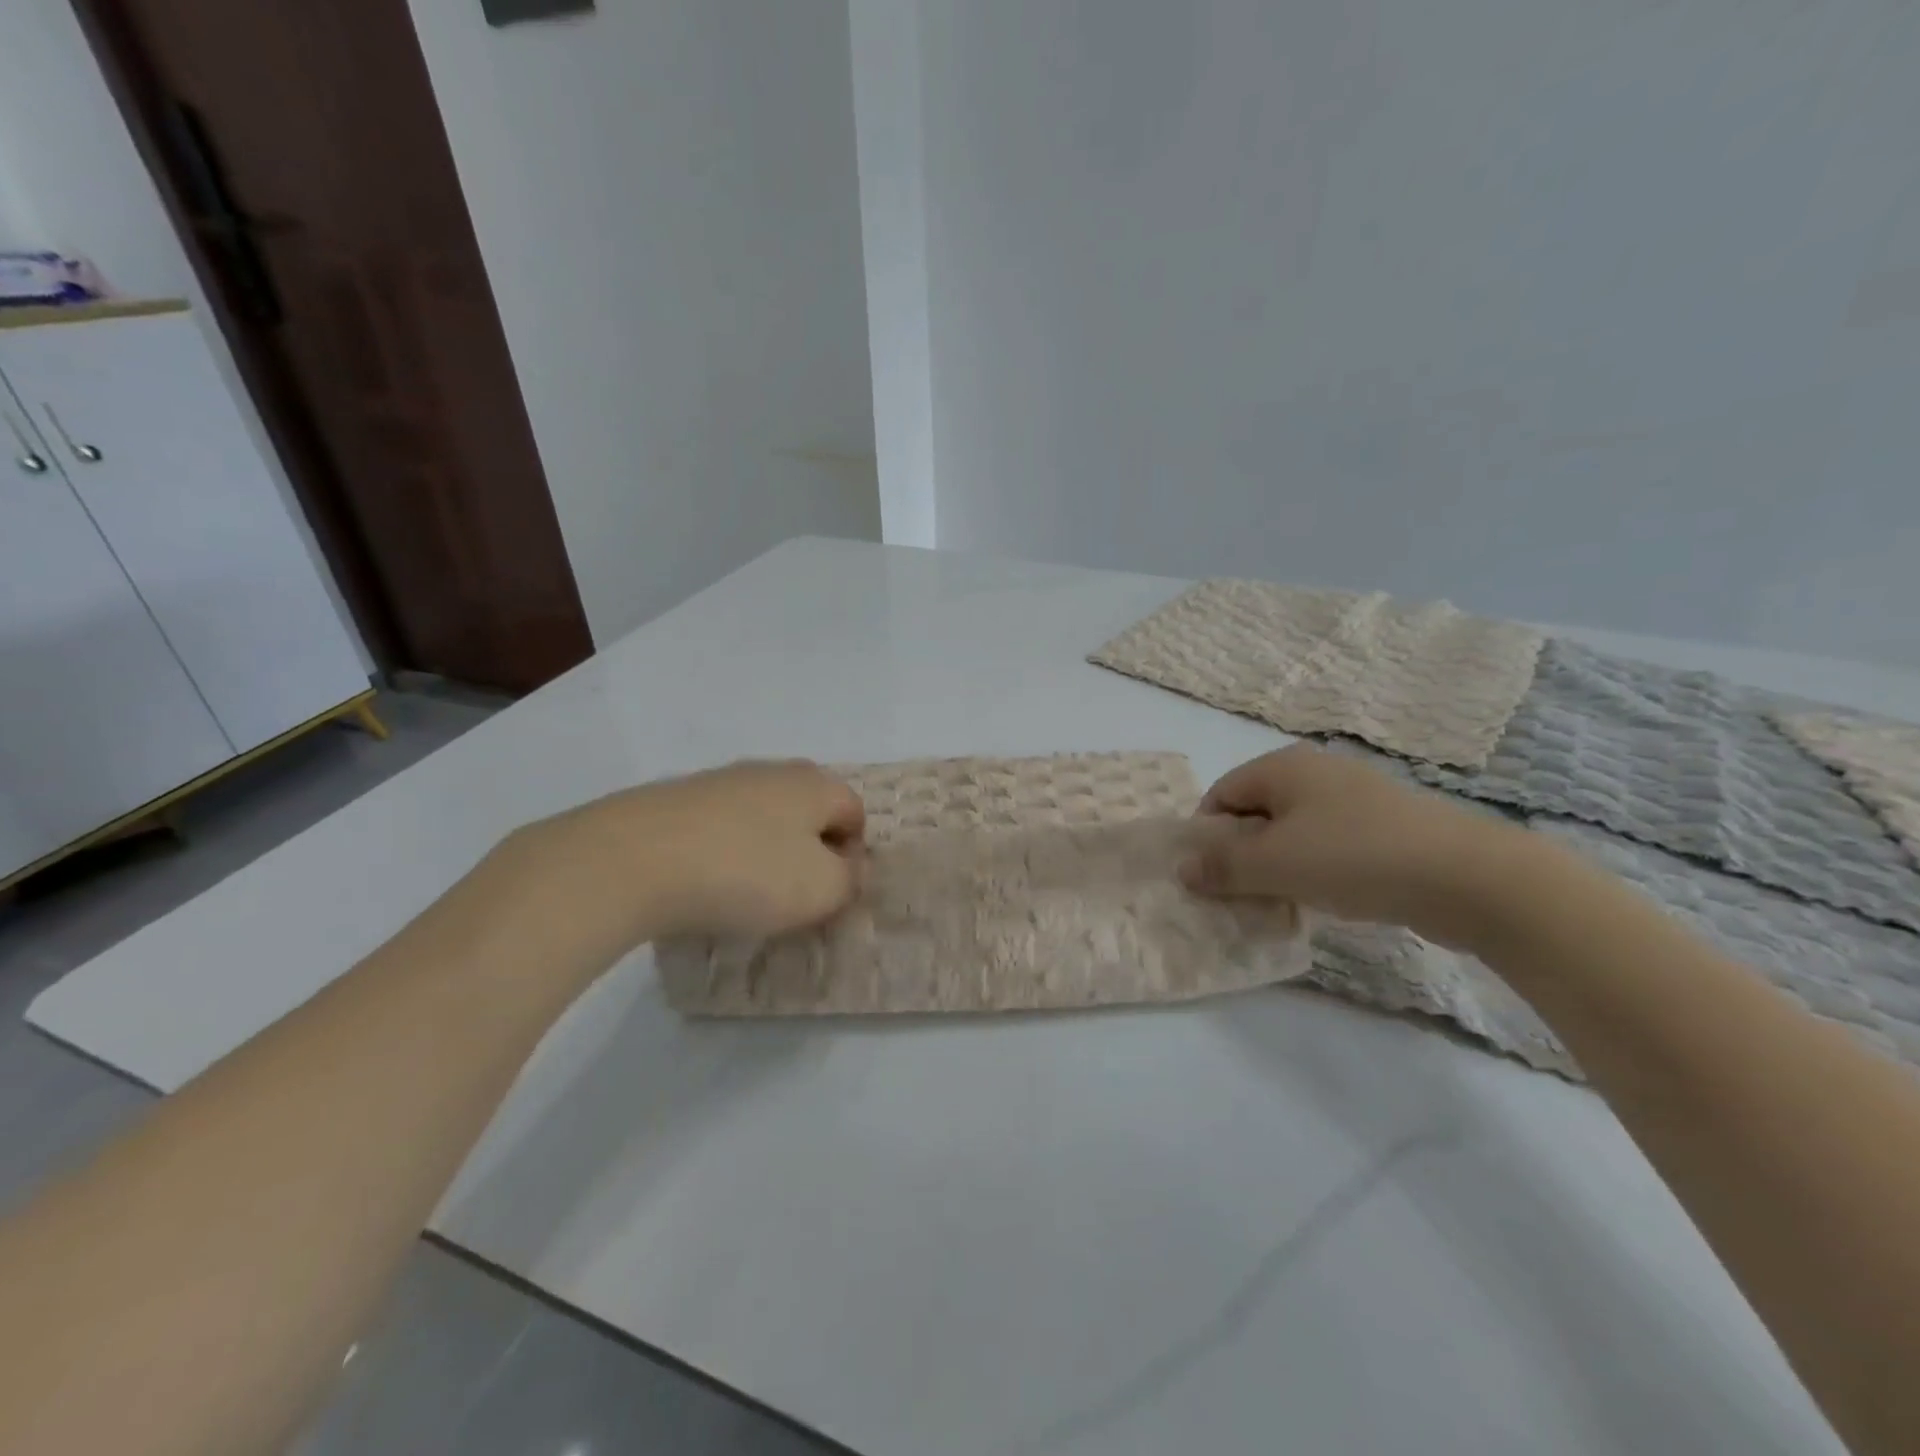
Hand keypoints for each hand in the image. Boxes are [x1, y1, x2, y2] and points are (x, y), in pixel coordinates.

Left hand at [491, 760, 865, 963]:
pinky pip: (718, 827)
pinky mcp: (675, 798)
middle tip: (791, 897)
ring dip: (764, 853)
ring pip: (761, 818)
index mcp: (814, 783)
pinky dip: (721, 852)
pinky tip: (701, 884)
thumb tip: (849, 866)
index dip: (853, 856)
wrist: (631, 859)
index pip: (855, 813)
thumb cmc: (745, 873)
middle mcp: (771, 771)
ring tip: (742, 895)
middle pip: (808, 812)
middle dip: (808, 853)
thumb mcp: (820, 890)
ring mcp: (719, 780)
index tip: (829, 894)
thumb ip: (851, 880)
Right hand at [1181, 744, 1529, 948]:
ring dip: (1279, 866)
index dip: (1208, 836)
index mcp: (1283, 766)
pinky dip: (1317, 870)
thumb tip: (1182, 868)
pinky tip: (1327, 899)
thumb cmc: (1354, 858)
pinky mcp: (1387, 826)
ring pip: (1294, 831)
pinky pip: (1331, 844)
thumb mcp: (1274, 864)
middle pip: (1256, 812)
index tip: (1212, 878)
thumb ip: (1221, 866)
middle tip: (1244, 894)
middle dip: (1243, 854)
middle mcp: (1316, 772)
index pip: (1221, 794)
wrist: (1470, 878)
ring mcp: (1355, 797)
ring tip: (1284, 902)